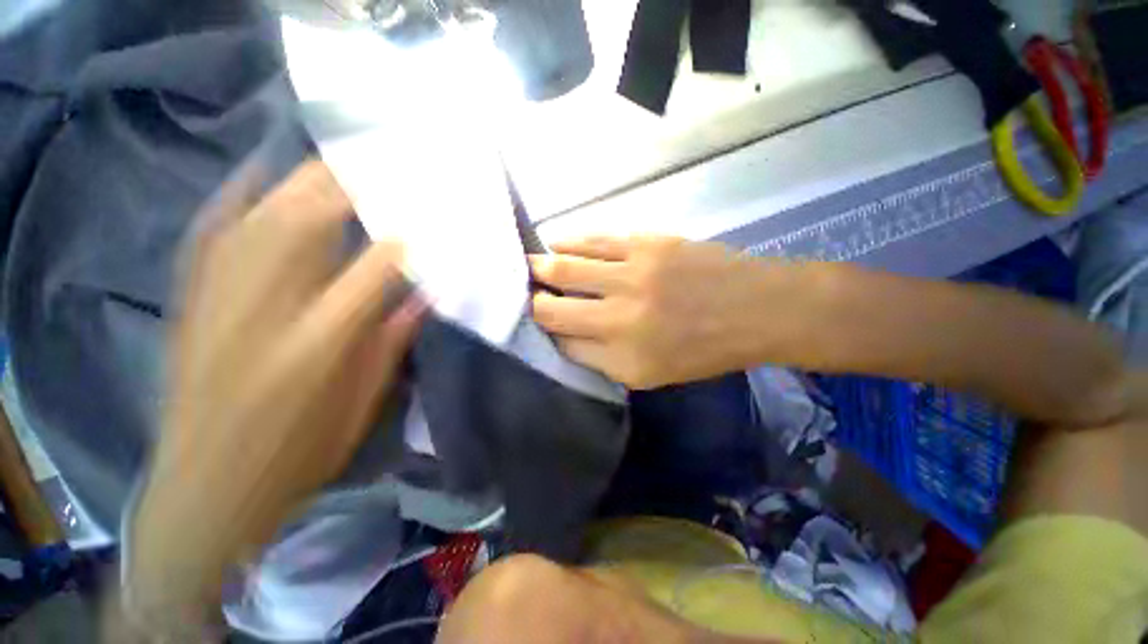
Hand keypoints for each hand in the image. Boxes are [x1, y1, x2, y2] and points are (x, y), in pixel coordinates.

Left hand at [126, 161, 424, 629]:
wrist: (206, 488)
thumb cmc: (297, 454)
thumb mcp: (361, 406)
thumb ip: (393, 343)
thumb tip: (424, 295)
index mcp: (317, 344)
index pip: (371, 271)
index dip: (400, 240)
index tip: (424, 219)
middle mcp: (265, 311)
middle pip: (307, 227)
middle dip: (347, 190)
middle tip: (380, 167)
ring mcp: (218, 301)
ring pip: (260, 219)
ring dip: (301, 184)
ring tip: (335, 163)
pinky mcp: (191, 301)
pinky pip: (210, 233)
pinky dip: (234, 198)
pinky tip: (256, 173)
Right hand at [530, 236, 783, 388]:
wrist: (756, 309)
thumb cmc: (703, 350)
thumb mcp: (650, 374)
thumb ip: (602, 359)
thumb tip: (565, 336)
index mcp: (623, 358)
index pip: (562, 344)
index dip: (544, 332)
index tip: (535, 322)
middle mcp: (620, 319)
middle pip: (552, 307)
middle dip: (532, 300)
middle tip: (523, 292)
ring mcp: (631, 276)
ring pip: (564, 267)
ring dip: (540, 266)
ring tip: (528, 264)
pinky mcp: (645, 245)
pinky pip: (593, 240)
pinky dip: (568, 242)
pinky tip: (556, 243)